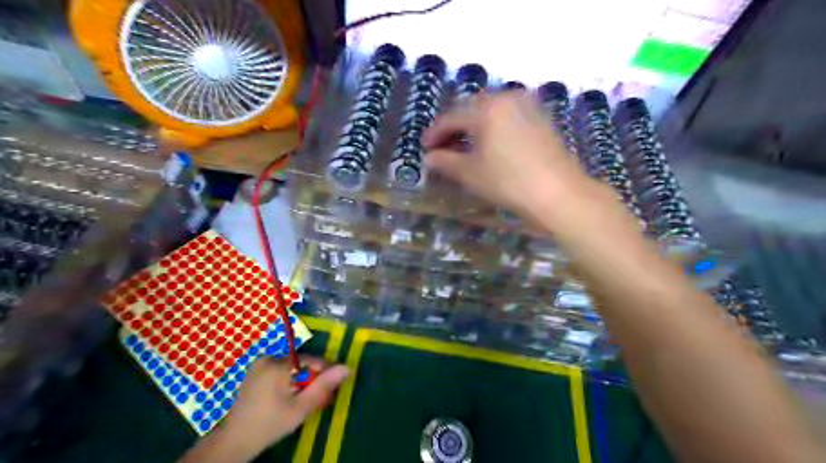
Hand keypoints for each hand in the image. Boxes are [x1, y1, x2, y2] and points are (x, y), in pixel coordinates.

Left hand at [217, 356, 345, 457]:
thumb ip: (323, 385)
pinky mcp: (254, 373)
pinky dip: (287, 380)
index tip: (333, 386)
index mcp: (278, 364)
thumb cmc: (271, 424)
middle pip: (300, 363)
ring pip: (290, 367)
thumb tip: (346, 367)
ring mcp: (258, 365)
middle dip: (311, 378)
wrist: (235, 441)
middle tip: (318, 396)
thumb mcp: (301, 407)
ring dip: (300, 379)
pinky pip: (279, 371)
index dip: (325, 371)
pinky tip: (288, 397)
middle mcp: (267, 358)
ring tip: (304, 398)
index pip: (311, 360)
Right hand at [421, 93, 590, 221]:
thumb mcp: (470, 173)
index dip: (435, 133)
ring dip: (474, 125)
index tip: (424, 147)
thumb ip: (444, 162)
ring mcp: (527, 106)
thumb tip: (428, 158)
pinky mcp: (541, 118)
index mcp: (486, 108)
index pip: (452, 117)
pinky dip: (494, 126)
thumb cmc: (508, 181)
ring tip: (465, 145)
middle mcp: (507, 98)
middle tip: (442, 145)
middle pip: (471, 108)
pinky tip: (491, 143)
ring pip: (491, 110)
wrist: (558, 192)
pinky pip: (509, 116)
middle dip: (454, 126)